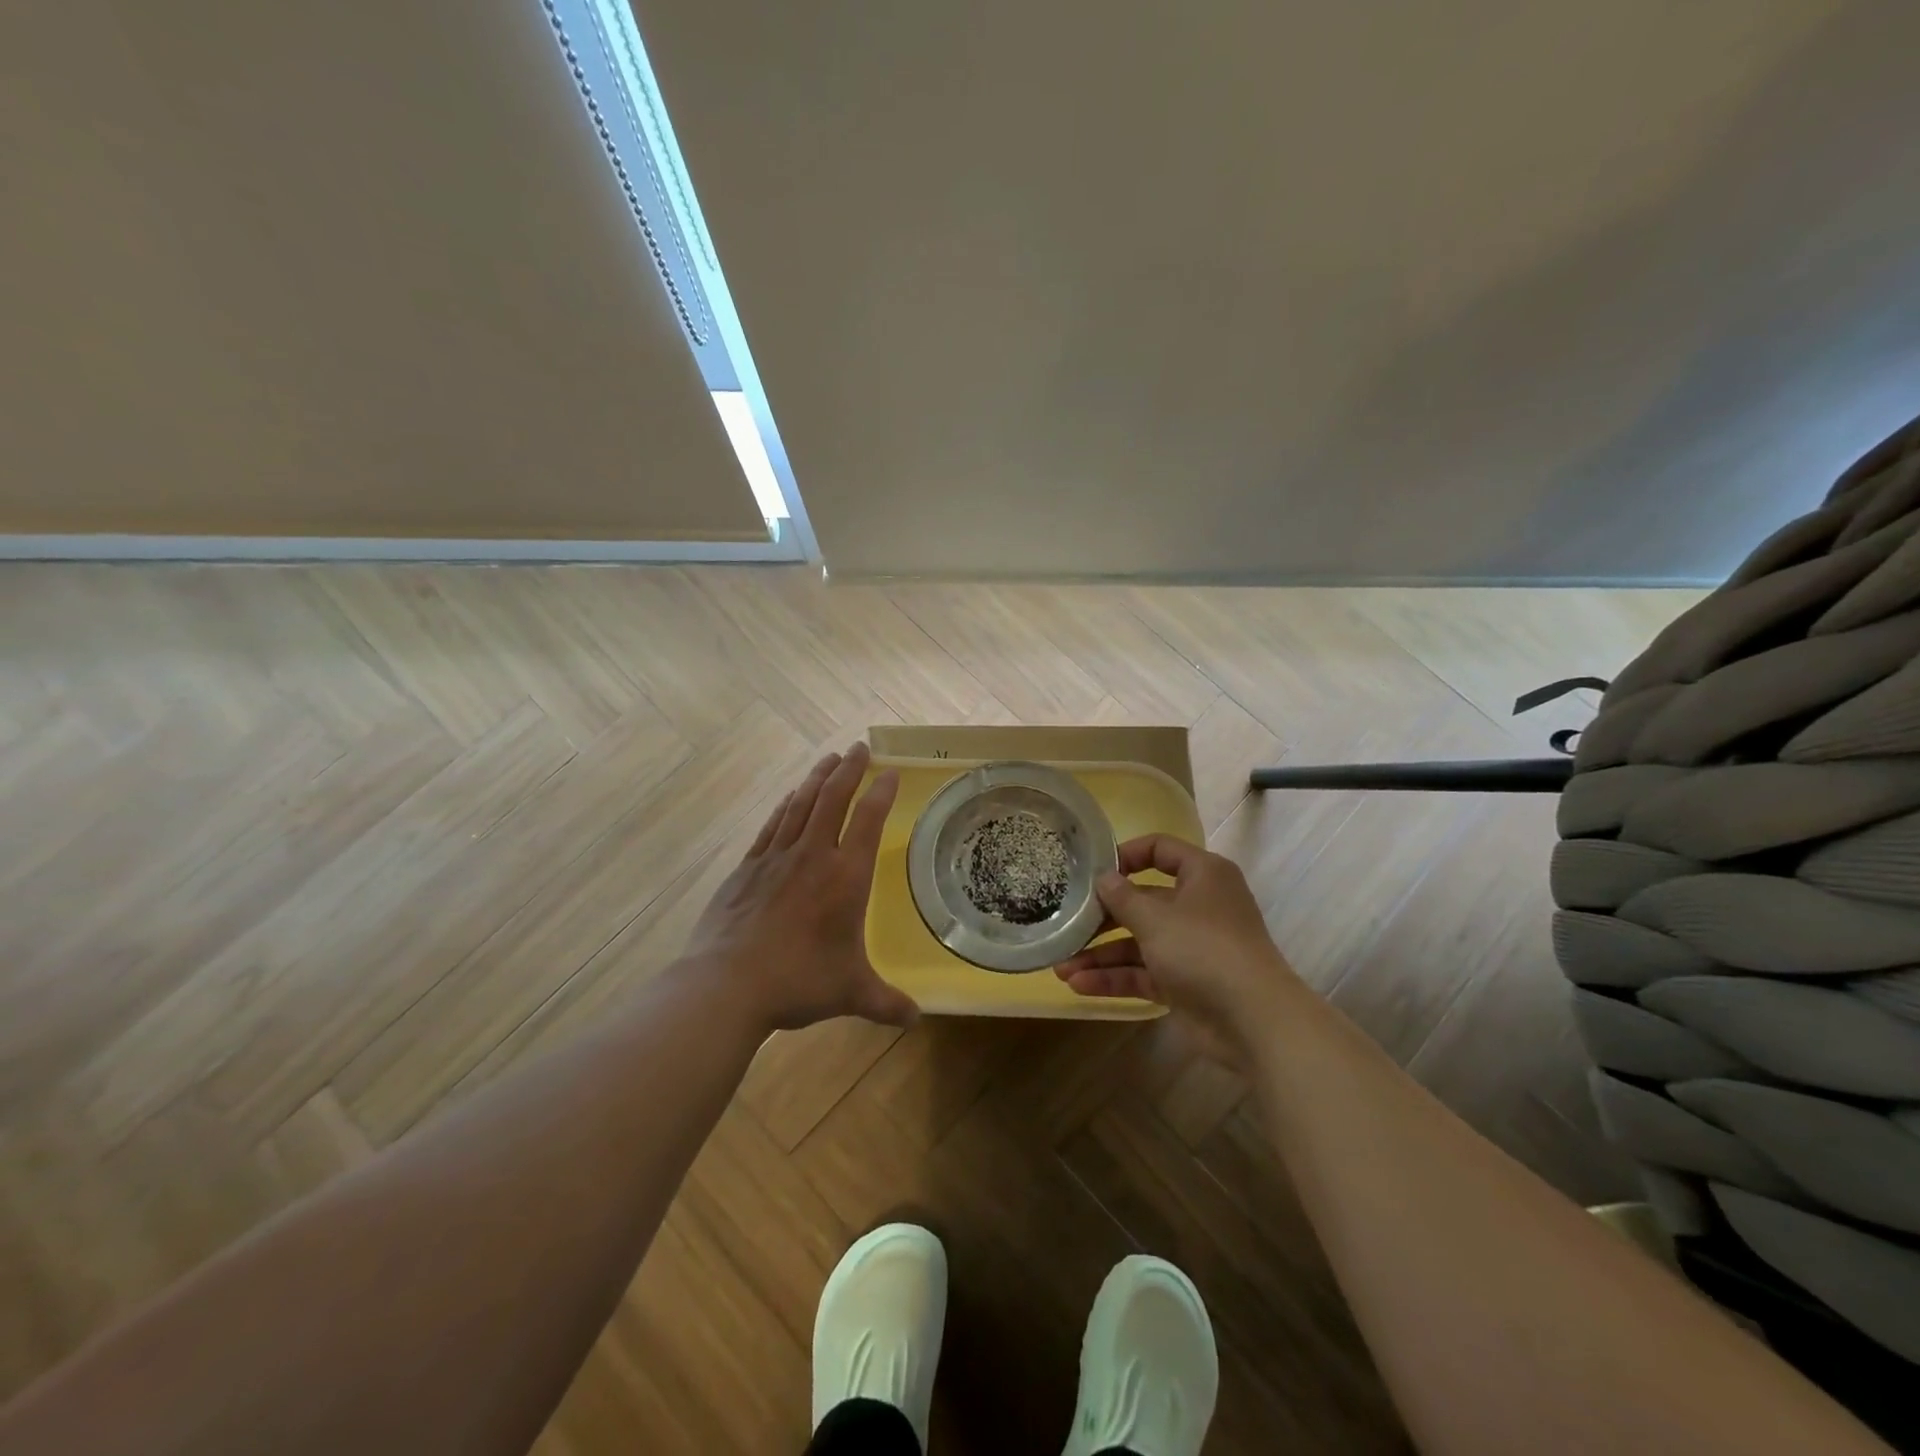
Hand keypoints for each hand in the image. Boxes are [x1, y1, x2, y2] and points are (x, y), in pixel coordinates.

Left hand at [679, 742, 917, 1033]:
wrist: (726, 984)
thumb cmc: (798, 982)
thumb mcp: (850, 993)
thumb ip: (885, 1002)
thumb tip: (915, 1018)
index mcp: (845, 877)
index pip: (868, 821)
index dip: (881, 792)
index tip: (890, 772)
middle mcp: (812, 856)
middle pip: (833, 798)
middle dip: (849, 769)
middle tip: (858, 747)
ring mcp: (775, 858)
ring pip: (800, 804)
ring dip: (816, 778)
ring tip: (828, 759)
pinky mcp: (746, 868)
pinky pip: (771, 825)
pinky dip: (785, 806)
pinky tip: (789, 797)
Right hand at [1054, 834, 1301, 1059]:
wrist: (1254, 1020)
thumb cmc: (1204, 949)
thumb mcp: (1156, 918)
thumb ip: (1123, 897)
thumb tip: (1103, 878)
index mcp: (1202, 875)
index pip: (1161, 850)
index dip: (1126, 855)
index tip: (1091, 869)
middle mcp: (1197, 906)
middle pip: (1142, 901)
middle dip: (1102, 917)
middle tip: (1066, 923)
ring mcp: (1191, 947)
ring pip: (1138, 942)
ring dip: (1101, 954)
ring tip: (1060, 966)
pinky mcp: (1185, 983)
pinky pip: (1143, 973)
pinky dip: (1114, 978)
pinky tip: (1079, 985)